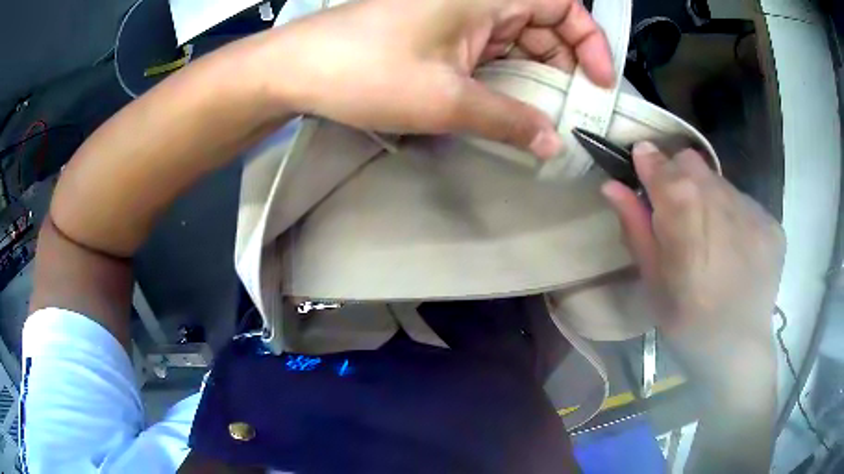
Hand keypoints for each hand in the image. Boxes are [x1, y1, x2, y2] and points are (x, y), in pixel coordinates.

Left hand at [255, 0, 612, 158]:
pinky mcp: (441, 33)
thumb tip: (552, 144)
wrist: (297, 69)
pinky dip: (506, 76)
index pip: (562, 4)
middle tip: (572, 114)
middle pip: (544, 25)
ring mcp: (457, 15)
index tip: (599, 81)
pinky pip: (490, 50)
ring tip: (545, 120)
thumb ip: (508, 120)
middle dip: (564, 67)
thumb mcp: (445, 99)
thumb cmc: (367, 71)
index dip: (589, 40)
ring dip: (535, 77)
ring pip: (518, 40)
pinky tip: (510, 107)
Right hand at [601, 143, 784, 390]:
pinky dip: (736, 217)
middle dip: (679, 177)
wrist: (737, 353)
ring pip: (721, 182)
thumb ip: (635, 228)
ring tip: (712, 239)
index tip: (644, 166)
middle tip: (681, 214)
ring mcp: (752, 210)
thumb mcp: (652, 282)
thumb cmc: (686, 324)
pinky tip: (736, 251)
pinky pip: (746, 204)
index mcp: (683, 213)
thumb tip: (611, 186)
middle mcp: (720, 198)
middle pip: (691, 163)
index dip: (649, 161)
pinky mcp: (772, 224)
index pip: (660, 163)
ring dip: (710, 198)